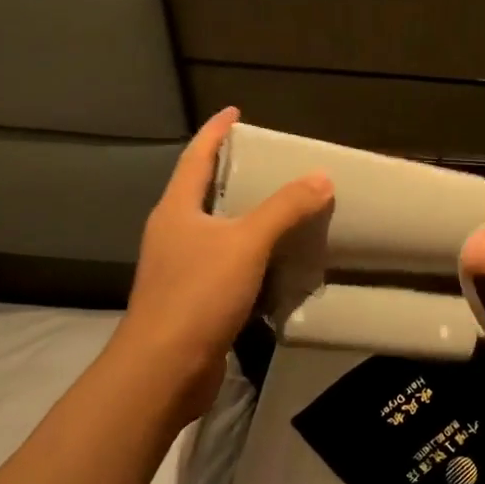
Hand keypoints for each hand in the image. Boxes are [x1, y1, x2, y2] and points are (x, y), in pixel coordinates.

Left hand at [115, 108, 332, 412]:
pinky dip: (251, 251)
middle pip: (202, 191)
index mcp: (177, 210)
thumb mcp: (247, 243)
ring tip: (280, 203)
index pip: (195, 157)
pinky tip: (276, 257)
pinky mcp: (193, 299)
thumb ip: (285, 208)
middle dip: (231, 171)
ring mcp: (180, 268)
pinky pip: (226, 262)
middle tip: (268, 159)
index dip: (215, 132)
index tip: (234, 112)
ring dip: (244, 214)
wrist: (162, 372)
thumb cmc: (198, 295)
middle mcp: (174, 233)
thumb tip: (321, 177)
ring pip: (216, 229)